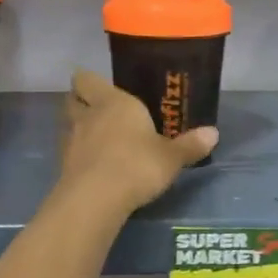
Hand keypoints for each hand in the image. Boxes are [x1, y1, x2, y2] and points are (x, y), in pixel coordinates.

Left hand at [58, 69, 217, 215]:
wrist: (96, 199)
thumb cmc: (137, 165)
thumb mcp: (171, 157)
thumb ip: (190, 145)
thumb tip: (214, 133)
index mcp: (113, 102)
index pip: (87, 78)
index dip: (89, 81)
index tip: (100, 86)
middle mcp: (88, 114)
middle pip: (71, 98)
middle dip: (80, 100)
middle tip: (97, 108)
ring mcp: (71, 140)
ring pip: (67, 123)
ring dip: (77, 126)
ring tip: (95, 136)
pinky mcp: (63, 165)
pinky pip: (68, 150)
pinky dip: (77, 152)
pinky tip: (92, 163)